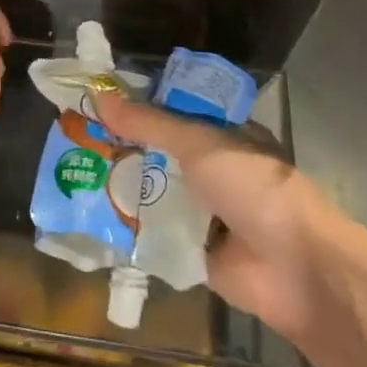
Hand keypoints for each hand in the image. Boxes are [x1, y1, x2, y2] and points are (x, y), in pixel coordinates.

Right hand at [95, 94, 334, 345]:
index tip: (99, 98)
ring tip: (73, 171)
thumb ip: (149, 123)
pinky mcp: (193, 250)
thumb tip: (100, 98)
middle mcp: (214, 170)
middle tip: (77, 135)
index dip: (141, 104)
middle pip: (161, 152)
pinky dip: (130, 228)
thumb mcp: (199, 142)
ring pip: (155, 192)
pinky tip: (90, 216)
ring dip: (123, 185)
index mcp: (226, 135)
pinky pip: (154, 233)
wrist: (294, 268)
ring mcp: (205, 211)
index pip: (176, 111)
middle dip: (124, 145)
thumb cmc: (253, 187)